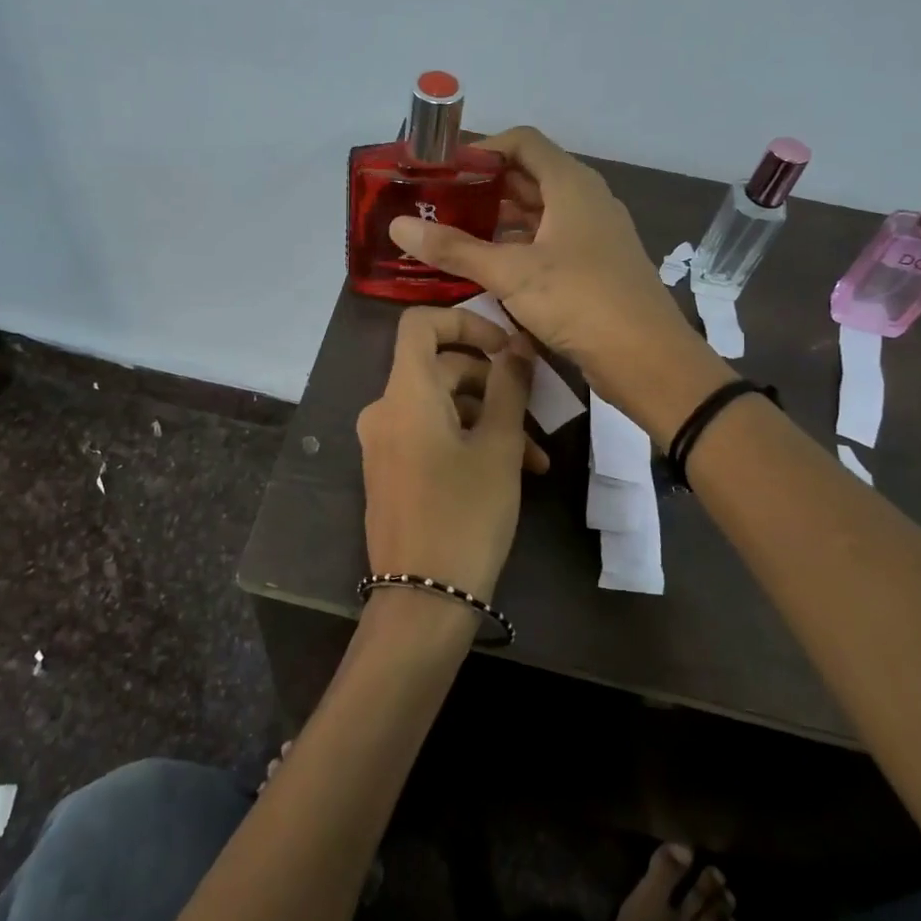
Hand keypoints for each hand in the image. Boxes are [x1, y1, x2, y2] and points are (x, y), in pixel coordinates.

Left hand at [357, 306, 535, 601]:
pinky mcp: (391, 470)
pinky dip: (467, 442)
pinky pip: (430, 436)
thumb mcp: (499, 448)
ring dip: (489, 421)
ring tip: (535, 459)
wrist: (422, 599)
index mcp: (405, 394)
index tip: (506, 346)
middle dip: (493, 385)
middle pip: (440, 369)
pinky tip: (512, 472)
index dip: (465, 321)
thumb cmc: (466, 515)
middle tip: (537, 412)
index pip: (420, 324)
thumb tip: (516, 344)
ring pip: (442, 408)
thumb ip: (509, 387)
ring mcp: (384, 443)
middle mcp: (385, 410)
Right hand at [389, 127, 728, 441]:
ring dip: (499, 220)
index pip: (523, 142)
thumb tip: (398, 226)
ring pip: (539, 213)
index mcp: (571, 185)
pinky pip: (550, 242)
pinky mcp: (595, 266)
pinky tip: (489, 268)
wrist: (647, 358)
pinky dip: (519, 246)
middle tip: (439, 205)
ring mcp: (594, 234)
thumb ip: (454, 248)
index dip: (482, 149)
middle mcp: (586, 200)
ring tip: (455, 235)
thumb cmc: (580, 301)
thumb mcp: (510, 273)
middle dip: (484, 187)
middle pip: (529, 176)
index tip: (443, 170)